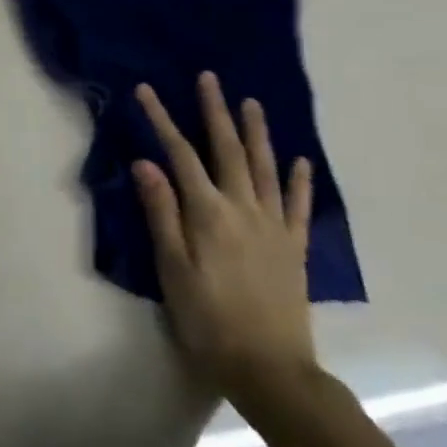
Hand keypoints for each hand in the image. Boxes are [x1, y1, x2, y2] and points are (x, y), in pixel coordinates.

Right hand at [133, 73, 316, 405]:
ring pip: (266, 169)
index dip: (162, 120)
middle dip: (215, 112)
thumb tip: (146, 162)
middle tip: (209, 78)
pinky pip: (298, 207)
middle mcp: (244, 210)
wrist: (269, 368)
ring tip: (251, 103)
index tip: (146, 90)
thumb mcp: (171, 267)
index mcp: (209, 213)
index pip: (180, 155)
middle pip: (228, 151)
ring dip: (257, 134)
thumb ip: (161, 212)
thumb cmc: (207, 318)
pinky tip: (299, 161)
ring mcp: (274, 228)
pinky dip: (299, 181)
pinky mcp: (293, 248)